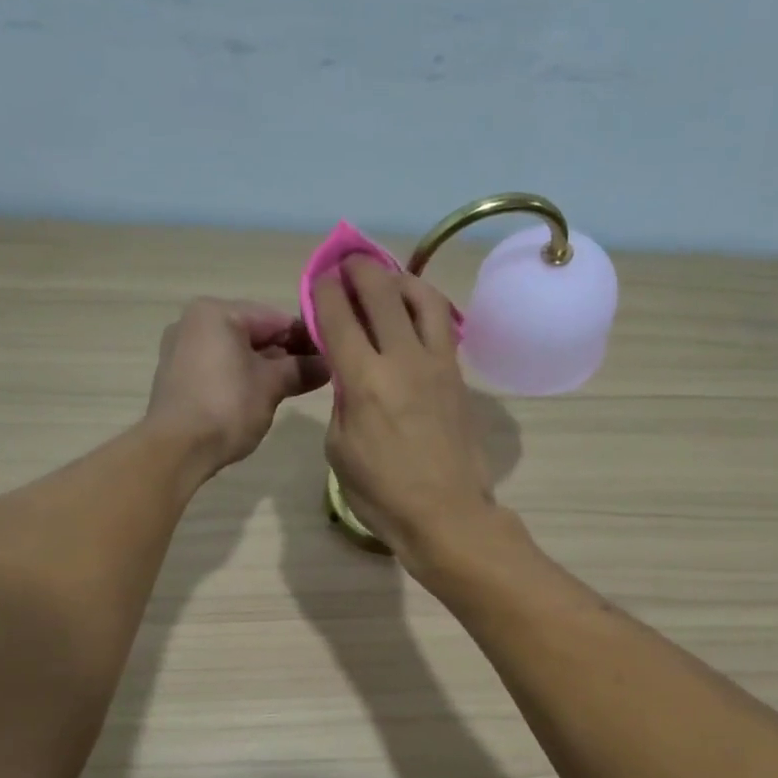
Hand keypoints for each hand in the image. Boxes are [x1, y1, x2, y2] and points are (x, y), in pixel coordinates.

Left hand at [145, 298, 328, 479]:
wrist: (176, 449)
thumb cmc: (227, 407)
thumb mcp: (271, 386)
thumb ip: (301, 369)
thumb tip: (329, 365)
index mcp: (216, 312)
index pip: (275, 318)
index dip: (307, 338)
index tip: (332, 356)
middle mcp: (194, 322)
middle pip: (254, 332)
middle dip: (286, 354)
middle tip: (318, 375)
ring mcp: (182, 350)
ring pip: (236, 352)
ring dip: (266, 368)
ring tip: (295, 388)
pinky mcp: (178, 377)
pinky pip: (219, 368)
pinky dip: (243, 378)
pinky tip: (263, 397)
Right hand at [314, 256, 498, 564]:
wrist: (446, 514)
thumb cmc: (383, 493)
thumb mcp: (340, 450)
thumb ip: (341, 402)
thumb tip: (350, 375)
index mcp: (363, 380)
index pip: (338, 316)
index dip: (324, 290)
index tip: (319, 278)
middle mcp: (401, 359)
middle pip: (380, 292)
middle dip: (359, 269)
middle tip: (349, 264)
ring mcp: (437, 364)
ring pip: (422, 298)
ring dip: (400, 279)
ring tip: (389, 280)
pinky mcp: (458, 376)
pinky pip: (444, 325)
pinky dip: (426, 307)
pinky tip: (416, 313)